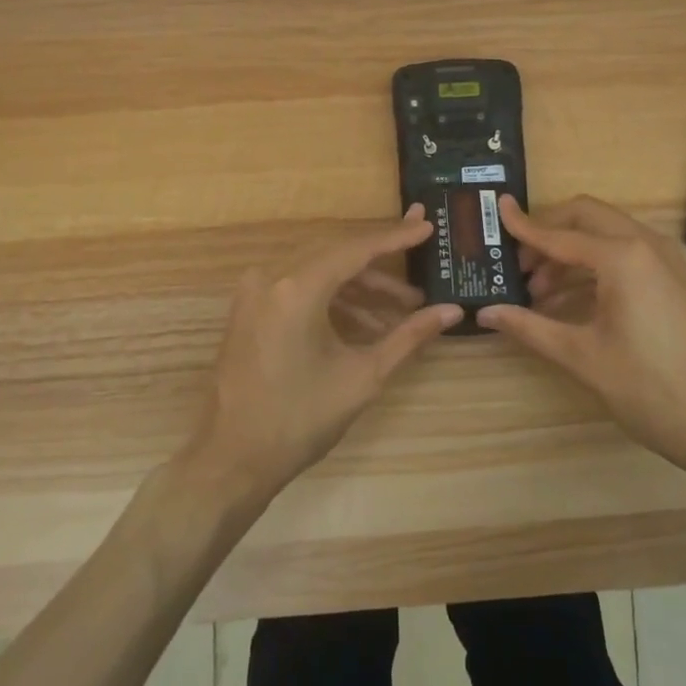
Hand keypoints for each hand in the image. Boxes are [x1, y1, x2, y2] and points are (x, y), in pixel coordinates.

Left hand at [186, 204, 463, 494]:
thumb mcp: (364, 376)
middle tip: (422, 259)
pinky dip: (333, 300)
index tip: (427, 225)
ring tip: (402, 310)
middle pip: (337, 256)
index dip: (396, 237)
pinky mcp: (249, 310)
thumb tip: (452, 312)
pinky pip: (299, 289)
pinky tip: (365, 325)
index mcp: (297, 288)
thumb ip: (409, 336)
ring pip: (319, 273)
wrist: (233, 460)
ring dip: (360, 288)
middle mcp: (271, 278)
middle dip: (382, 264)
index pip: (356, 249)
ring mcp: (255, 293)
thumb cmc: (300, 419)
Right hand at [478, 195, 685, 478]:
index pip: (560, 234)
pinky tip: (567, 299)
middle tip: (516, 263)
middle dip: (548, 232)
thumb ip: (529, 327)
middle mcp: (646, 245)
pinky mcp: (673, 278)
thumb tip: (484, 312)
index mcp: (623, 257)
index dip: (524, 226)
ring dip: (569, 251)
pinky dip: (593, 264)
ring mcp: (665, 259)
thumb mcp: (581, 356)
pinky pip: (625, 253)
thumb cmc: (647, 389)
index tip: (497, 210)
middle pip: (586, 217)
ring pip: (606, 233)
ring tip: (536, 290)